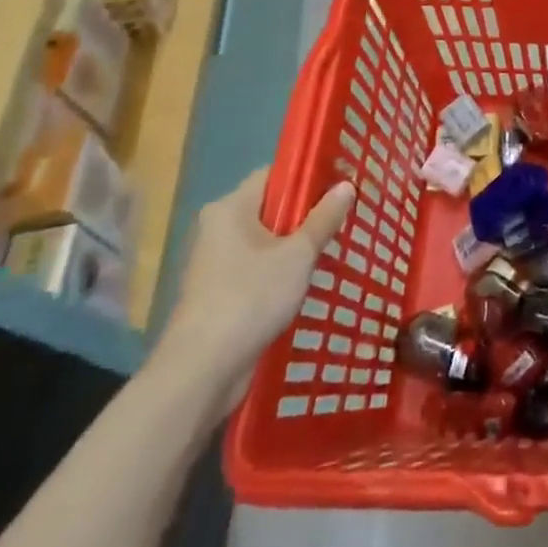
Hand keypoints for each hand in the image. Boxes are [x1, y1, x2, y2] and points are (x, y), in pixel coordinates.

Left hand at [154, 169, 354, 411]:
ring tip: (334, 246)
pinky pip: (258, 268)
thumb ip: (323, 218)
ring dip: (296, 245)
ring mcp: (216, 263)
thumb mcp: (297, 255)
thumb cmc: (249, 298)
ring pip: (266, 241)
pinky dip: (282, 270)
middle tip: (345, 215)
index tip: (341, 181)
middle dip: (307, 212)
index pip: (274, 174)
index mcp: (230, 208)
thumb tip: (346, 185)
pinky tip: (309, 280)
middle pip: (271, 207)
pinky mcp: (219, 293)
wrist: (200, 372)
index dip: (308, 174)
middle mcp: (218, 228)